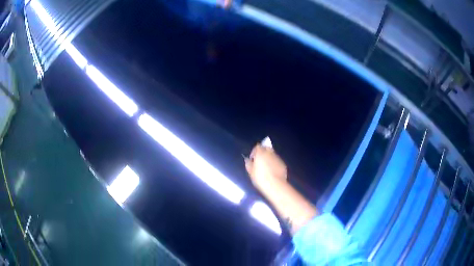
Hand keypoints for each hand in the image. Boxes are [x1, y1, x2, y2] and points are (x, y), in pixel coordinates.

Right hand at [245, 144, 286, 191]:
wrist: (275, 185)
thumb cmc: (260, 178)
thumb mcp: (251, 172)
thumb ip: (248, 164)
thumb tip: (248, 160)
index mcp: (261, 153)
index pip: (257, 146)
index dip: (254, 152)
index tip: (252, 159)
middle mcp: (270, 153)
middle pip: (266, 148)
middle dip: (263, 153)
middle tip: (260, 162)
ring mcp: (278, 158)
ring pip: (272, 155)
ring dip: (269, 158)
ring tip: (266, 168)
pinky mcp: (283, 164)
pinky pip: (277, 161)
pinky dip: (274, 163)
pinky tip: (273, 172)